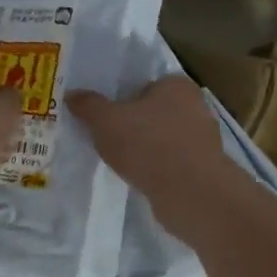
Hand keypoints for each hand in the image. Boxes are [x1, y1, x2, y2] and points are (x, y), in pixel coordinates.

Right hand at [67, 76, 244, 238]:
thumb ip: (88, 105)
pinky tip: (140, 178)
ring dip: (146, 149)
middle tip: (108, 138)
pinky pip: (172, 162)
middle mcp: (196, 106)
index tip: (107, 115)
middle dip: (135, 124)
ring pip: (164, 138)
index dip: (125, 98)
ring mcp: (204, 139)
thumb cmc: (147, 144)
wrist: (189, 193)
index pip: (148, 84)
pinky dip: (157, 168)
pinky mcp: (203, 169)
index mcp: (177, 84)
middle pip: (156, 112)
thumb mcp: (105, 121)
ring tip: (121, 161)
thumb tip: (72, 94)